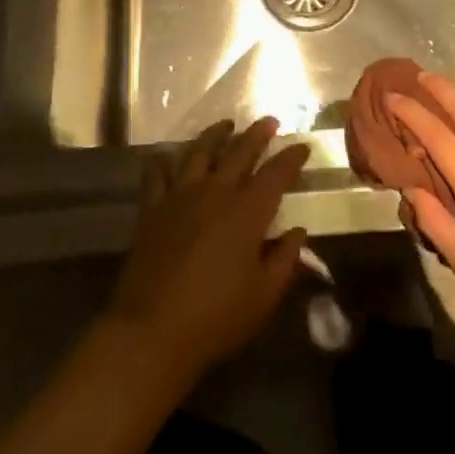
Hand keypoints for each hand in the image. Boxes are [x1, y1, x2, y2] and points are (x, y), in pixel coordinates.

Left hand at [105, 116, 310, 384]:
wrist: (152, 332)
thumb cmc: (215, 318)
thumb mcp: (263, 296)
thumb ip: (285, 260)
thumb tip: (298, 232)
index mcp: (247, 213)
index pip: (275, 174)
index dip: (291, 158)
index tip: (302, 147)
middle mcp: (215, 193)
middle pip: (239, 152)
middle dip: (257, 134)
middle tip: (269, 121)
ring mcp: (180, 196)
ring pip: (199, 151)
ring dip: (215, 135)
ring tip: (226, 125)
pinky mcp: (152, 208)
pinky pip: (157, 173)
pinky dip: (164, 159)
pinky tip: (169, 155)